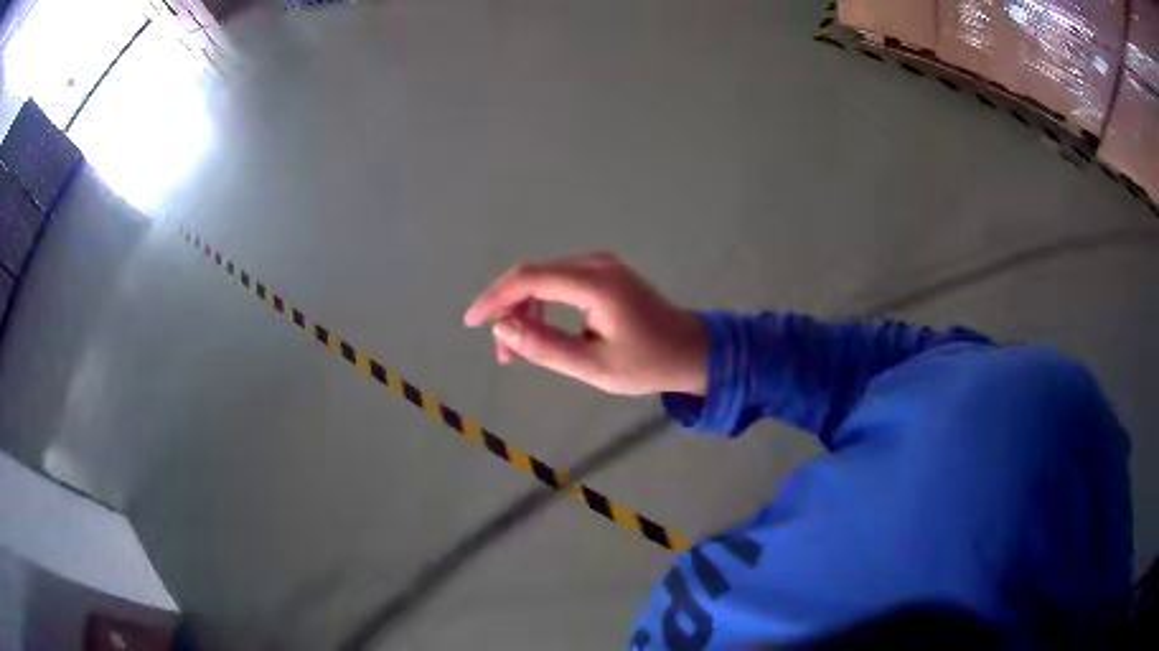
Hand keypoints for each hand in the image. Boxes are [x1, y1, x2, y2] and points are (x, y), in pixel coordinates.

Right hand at [463, 252, 708, 395]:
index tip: (471, 322)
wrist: (691, 351)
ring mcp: (601, 265)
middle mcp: (595, 264)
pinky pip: (560, 282)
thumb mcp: (593, 366)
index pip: (529, 279)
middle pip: (533, 275)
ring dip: (524, 309)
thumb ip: (544, 346)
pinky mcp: (603, 273)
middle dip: (508, 310)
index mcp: (595, 284)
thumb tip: (501, 327)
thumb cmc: (647, 363)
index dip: (494, 298)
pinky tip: (538, 330)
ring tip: (517, 350)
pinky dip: (542, 304)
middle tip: (503, 354)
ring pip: (544, 278)